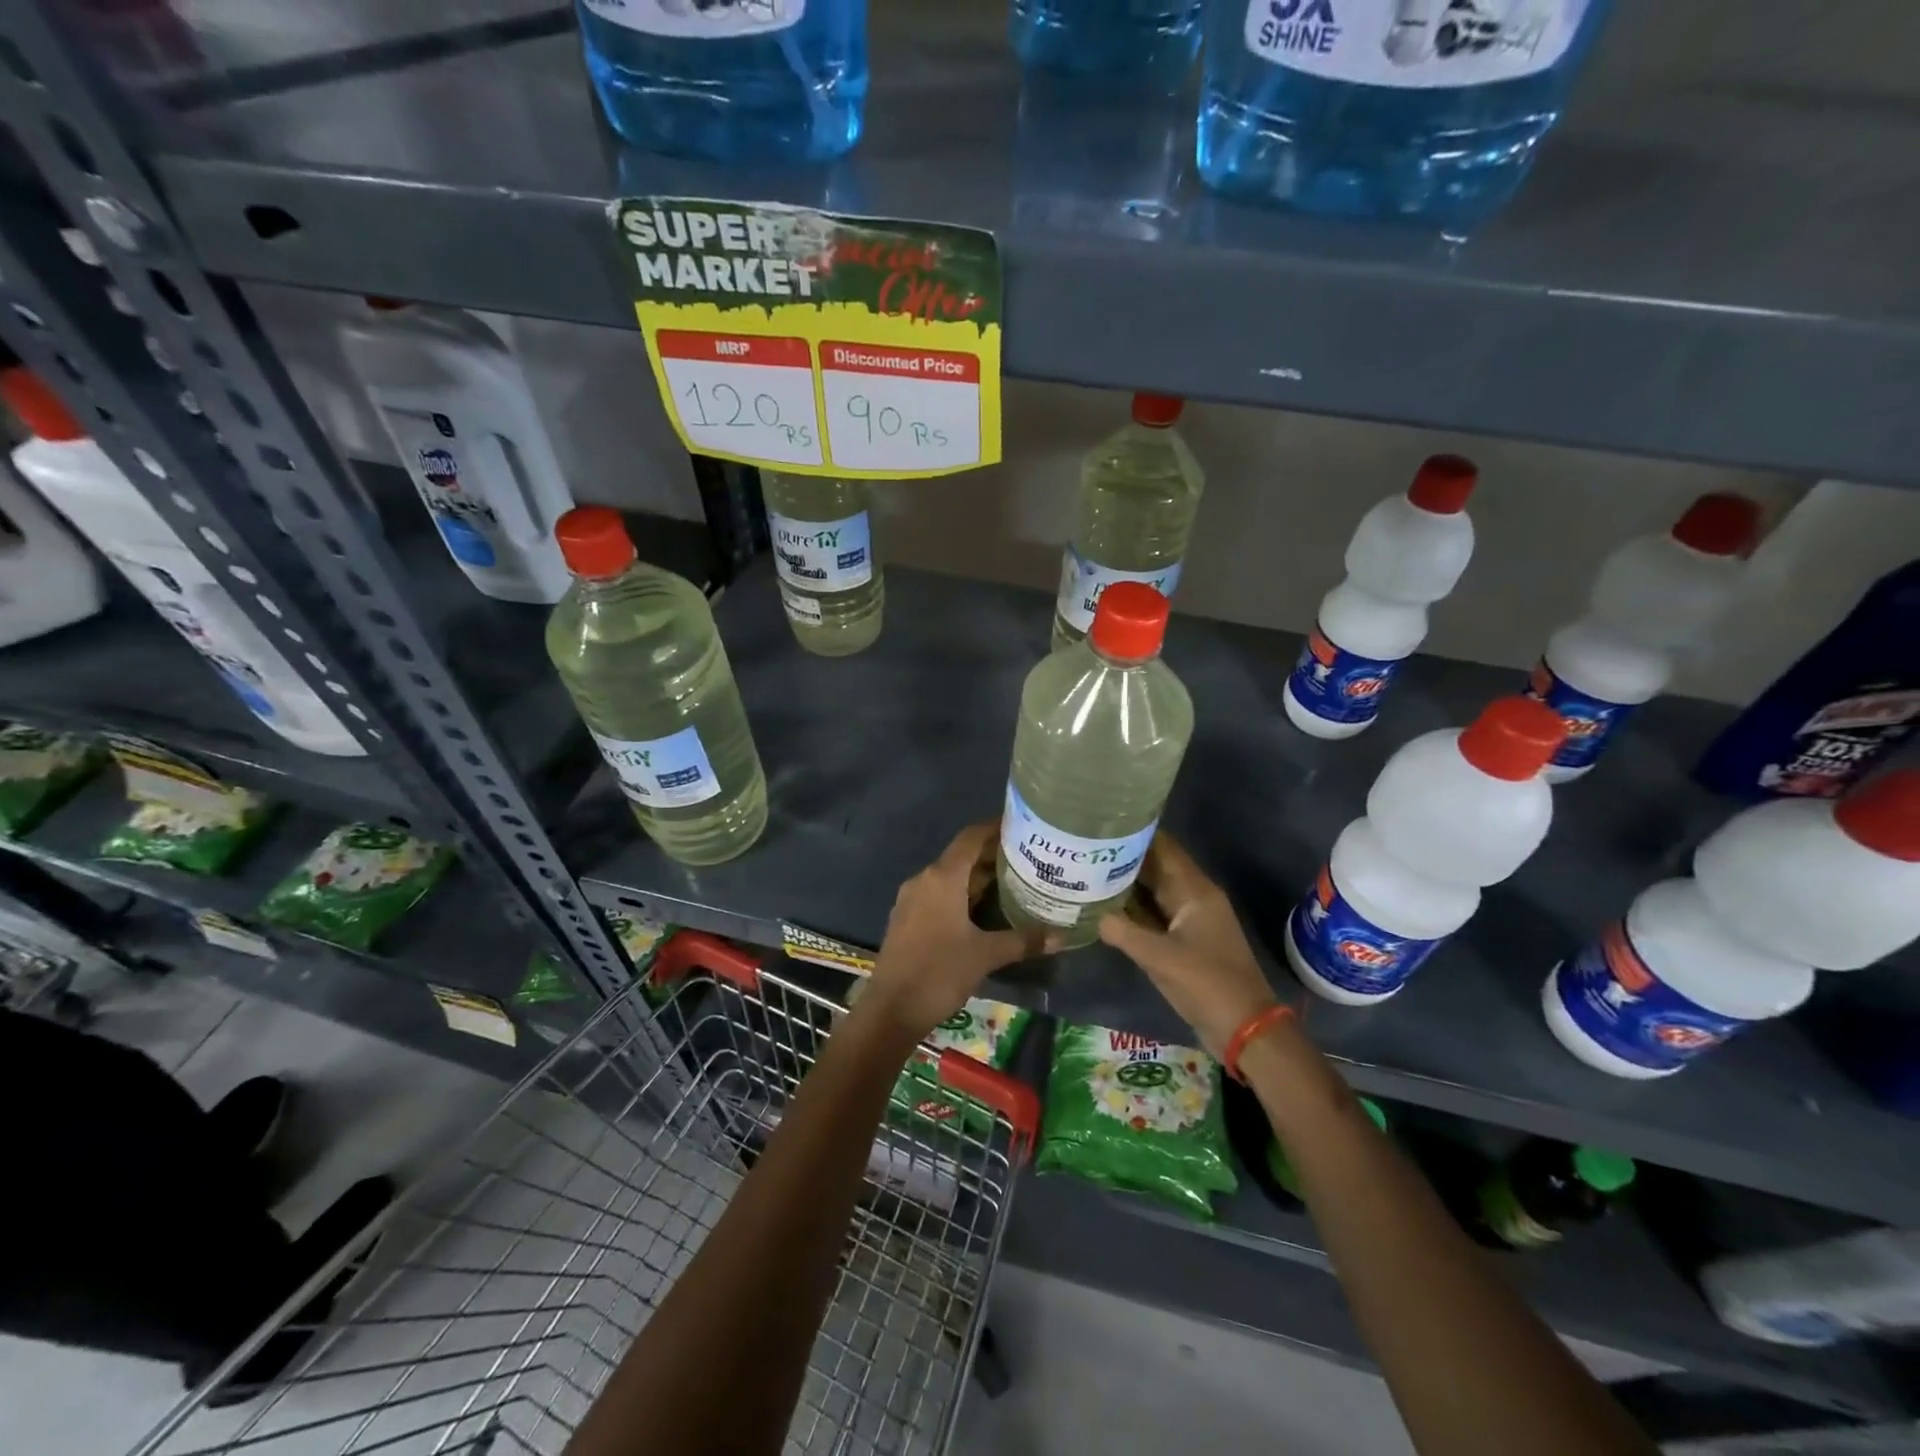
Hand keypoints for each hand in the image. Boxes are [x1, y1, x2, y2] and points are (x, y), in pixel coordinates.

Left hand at [861, 822, 1054, 1038]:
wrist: (891, 1010)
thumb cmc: (939, 972)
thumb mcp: (986, 955)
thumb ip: (1023, 940)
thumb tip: (1061, 936)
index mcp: (942, 877)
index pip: (971, 838)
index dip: (995, 828)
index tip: (1022, 827)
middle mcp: (924, 879)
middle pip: (961, 857)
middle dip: (992, 856)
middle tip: (1027, 859)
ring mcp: (912, 899)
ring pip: (950, 877)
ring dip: (977, 878)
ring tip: (1012, 883)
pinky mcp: (907, 919)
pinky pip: (938, 895)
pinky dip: (961, 895)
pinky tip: (983, 911)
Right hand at [1099, 833, 1282, 1057]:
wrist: (1244, 1029)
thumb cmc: (1207, 985)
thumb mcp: (1160, 958)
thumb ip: (1123, 932)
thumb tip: (1091, 913)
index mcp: (1195, 891)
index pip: (1163, 848)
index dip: (1135, 834)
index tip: (1101, 824)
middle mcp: (1193, 897)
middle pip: (1155, 867)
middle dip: (1123, 857)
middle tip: (1084, 849)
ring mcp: (1188, 920)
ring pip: (1152, 891)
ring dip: (1125, 883)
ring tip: (1086, 871)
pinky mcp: (1183, 940)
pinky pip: (1153, 915)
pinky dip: (1131, 909)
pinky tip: (1103, 907)